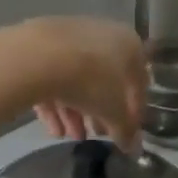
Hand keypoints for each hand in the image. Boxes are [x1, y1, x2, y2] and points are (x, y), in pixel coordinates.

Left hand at [0, 17, 147, 149]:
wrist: (38, 56)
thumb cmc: (90, 80)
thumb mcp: (113, 111)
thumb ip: (125, 128)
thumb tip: (132, 144)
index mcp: (129, 43)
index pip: (138, 81)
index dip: (134, 110)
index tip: (126, 132)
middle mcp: (103, 33)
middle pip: (105, 79)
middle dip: (100, 111)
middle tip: (96, 134)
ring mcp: (70, 36)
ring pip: (77, 78)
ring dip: (76, 110)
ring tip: (70, 136)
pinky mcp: (41, 43)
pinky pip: (54, 74)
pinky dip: (55, 101)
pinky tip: (51, 127)